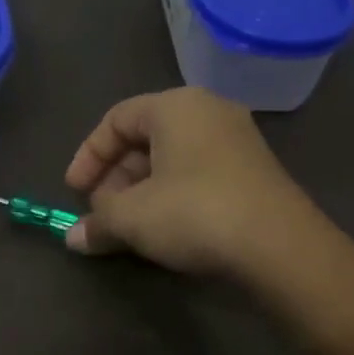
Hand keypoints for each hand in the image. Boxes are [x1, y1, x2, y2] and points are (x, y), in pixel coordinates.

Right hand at [63, 88, 323, 277]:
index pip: (115, 120)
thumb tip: (73, 239)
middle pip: (143, 139)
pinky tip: (163, 229)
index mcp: (175, 106)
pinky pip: (196, 173)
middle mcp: (208, 112)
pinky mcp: (253, 172)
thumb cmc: (194, 213)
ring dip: (140, 190)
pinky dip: (170, 196)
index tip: (75, 192)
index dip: (88, 156)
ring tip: (128, 225)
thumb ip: (97, 222)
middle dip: (114, 178)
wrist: (280, 248)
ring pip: (170, 158)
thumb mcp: (131, 218)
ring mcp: (236, 141)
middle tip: (102, 211)